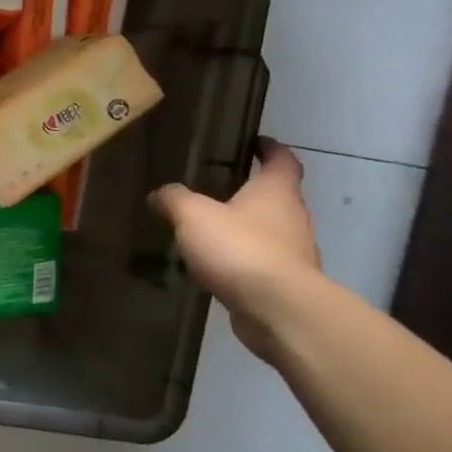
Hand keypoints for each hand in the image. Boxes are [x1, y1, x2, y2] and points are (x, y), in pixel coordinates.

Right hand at [149, 139, 320, 360]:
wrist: (278, 309)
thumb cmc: (240, 248)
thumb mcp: (193, 215)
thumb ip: (175, 200)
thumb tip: (159, 194)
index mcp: (276, 192)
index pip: (282, 160)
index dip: (270, 148)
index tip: (255, 142)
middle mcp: (292, 218)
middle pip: (275, 197)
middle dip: (250, 191)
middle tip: (215, 189)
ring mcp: (292, 253)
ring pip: (267, 231)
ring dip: (244, 229)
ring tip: (207, 231)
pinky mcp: (284, 283)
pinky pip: (260, 263)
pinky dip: (241, 260)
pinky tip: (215, 267)